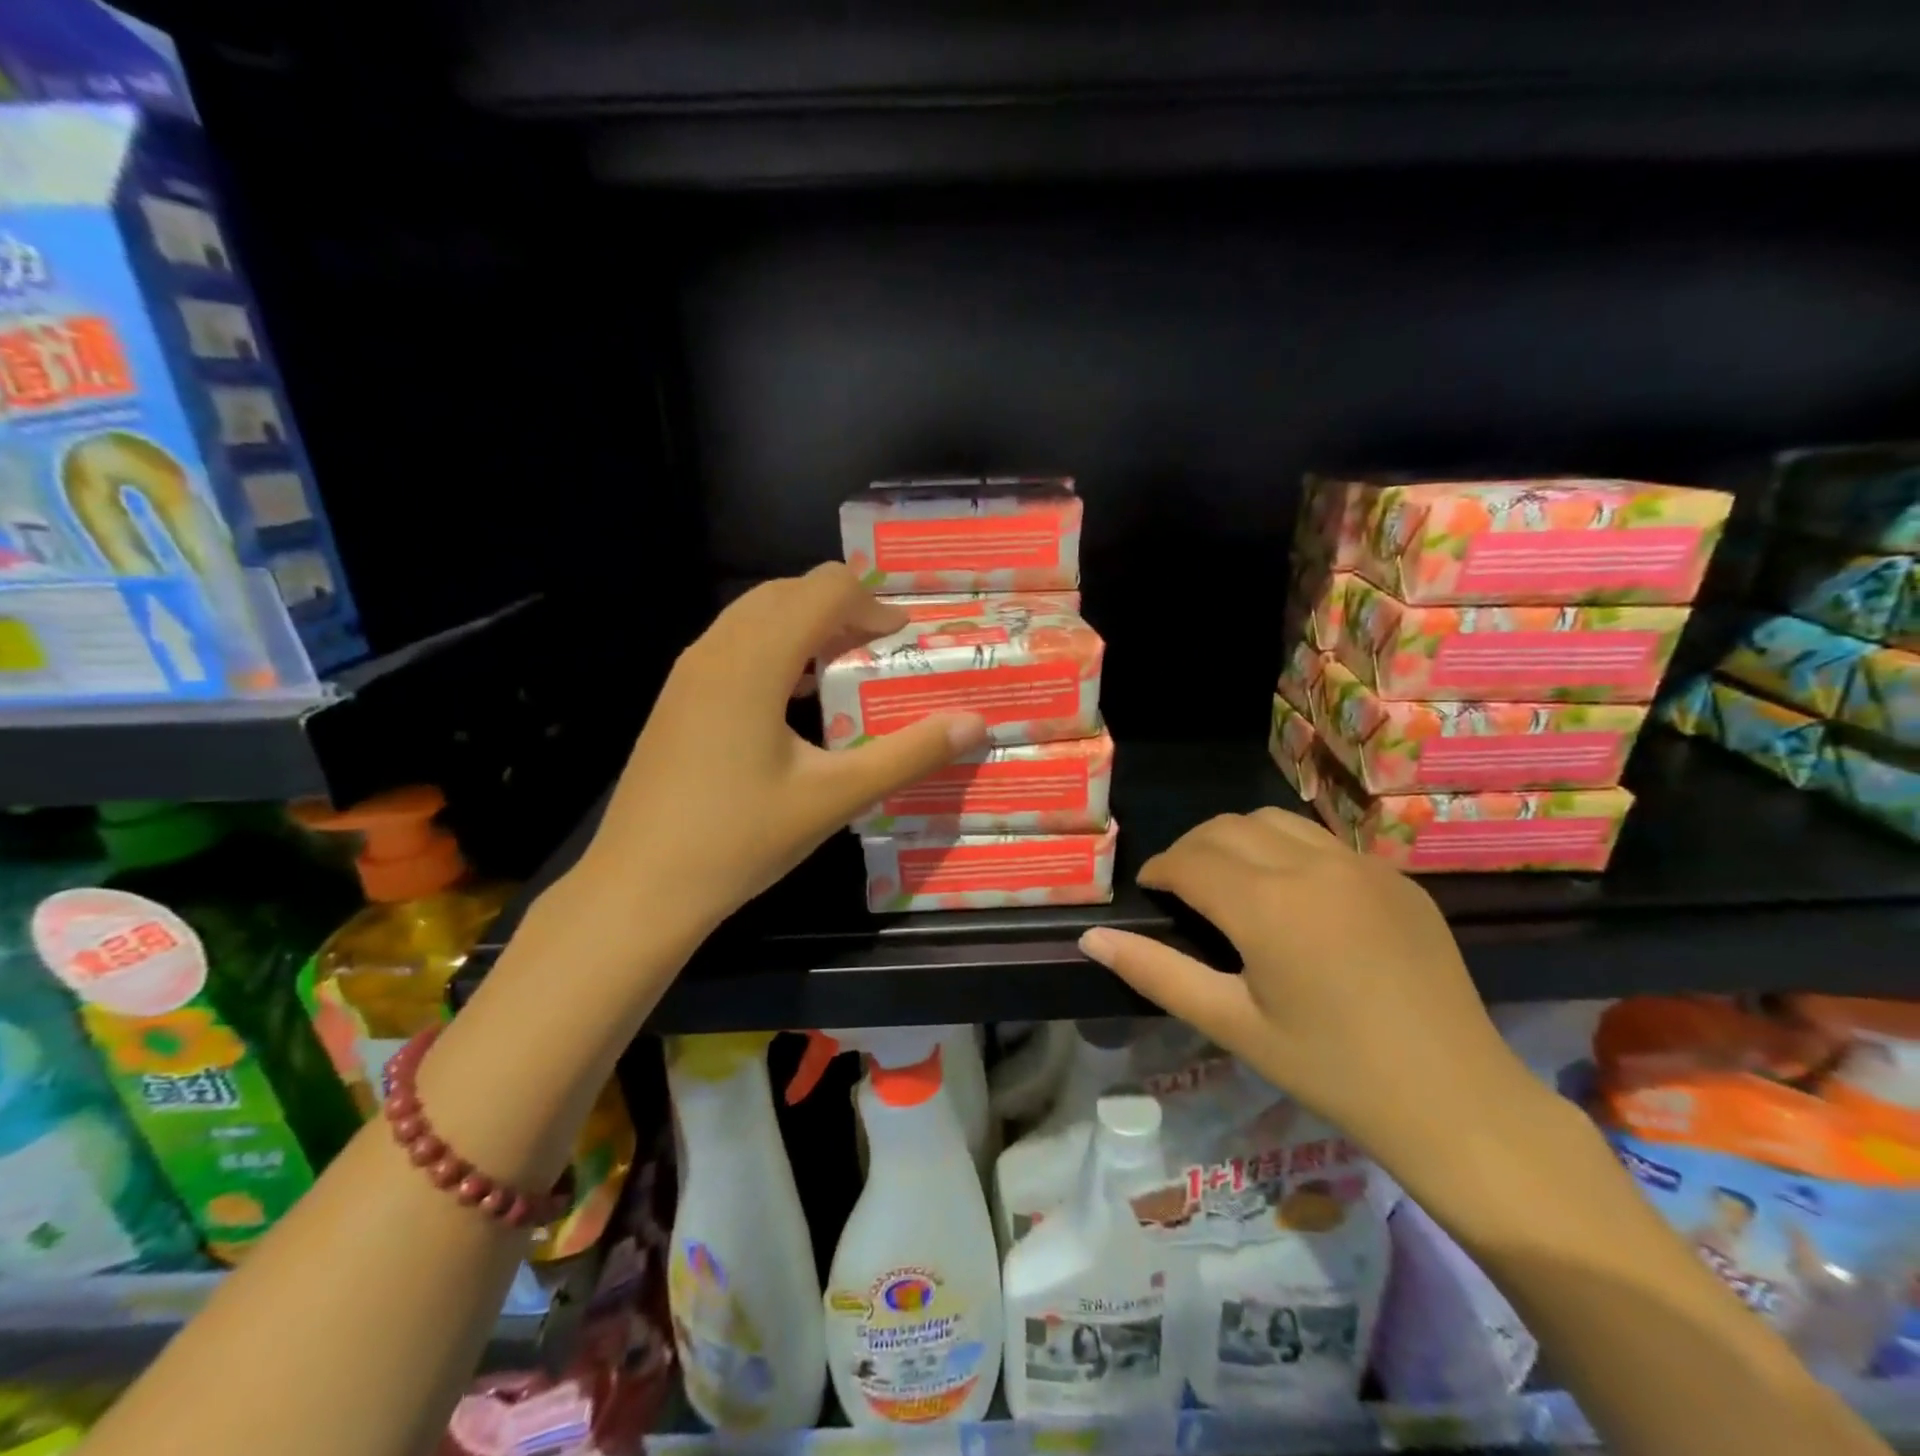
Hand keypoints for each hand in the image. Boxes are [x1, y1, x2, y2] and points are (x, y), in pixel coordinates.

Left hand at [577, 564, 987, 936]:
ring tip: (843, 673)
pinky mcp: (677, 699)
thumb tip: (975, 723)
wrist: (640, 888)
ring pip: (756, 616)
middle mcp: (716, 649)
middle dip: (842, 610)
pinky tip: (794, 703)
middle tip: (879, 654)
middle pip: (788, 592)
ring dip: (806, 628)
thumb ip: (908, 755)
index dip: (873, 605)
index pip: (824, 589)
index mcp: (754, 661)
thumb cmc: (740, 840)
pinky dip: (775, 650)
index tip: (902, 643)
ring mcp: (688, 673)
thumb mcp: (835, 798)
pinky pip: (733, 645)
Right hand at [1078, 809, 1536, 1158]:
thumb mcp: (1232, 1024)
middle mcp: (1313, 865)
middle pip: (1227, 827)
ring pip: (1275, 821)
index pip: (1190, 859)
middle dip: (1191, 849)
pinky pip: (1323, 841)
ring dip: (1237, 840)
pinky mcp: (1397, 877)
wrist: (1458, 1103)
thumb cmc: (1332, 1071)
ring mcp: (1362, 865)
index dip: (1160, 870)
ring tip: (1230, 883)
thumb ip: (1156, 972)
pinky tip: (1293, 898)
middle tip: (1181, 890)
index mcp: (1268, 904)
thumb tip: (1091, 938)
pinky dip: (1286, 850)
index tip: (1149, 892)